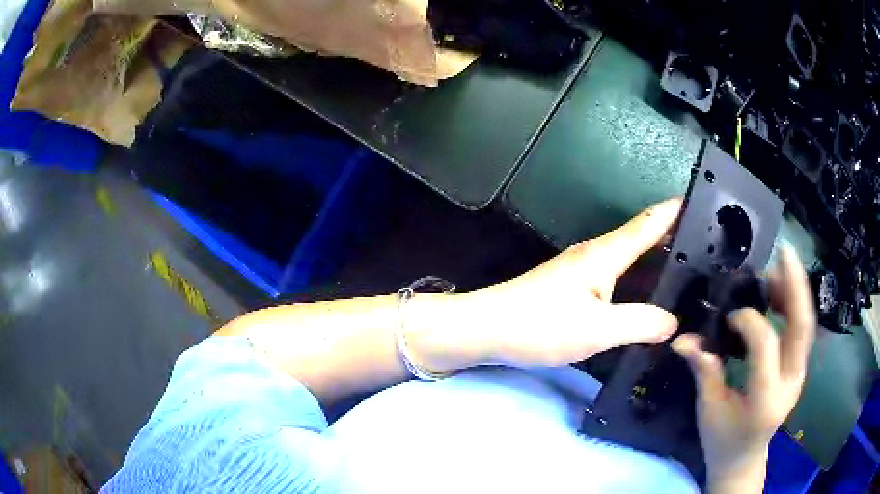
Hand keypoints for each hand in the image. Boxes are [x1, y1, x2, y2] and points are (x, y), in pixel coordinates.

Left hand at [462, 199, 681, 367]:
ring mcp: (583, 270)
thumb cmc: (540, 325)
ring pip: (630, 260)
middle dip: (675, 239)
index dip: (677, 209)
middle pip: (643, 238)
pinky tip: (648, 300)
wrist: (486, 328)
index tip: (703, 201)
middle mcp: (596, 254)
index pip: (650, 222)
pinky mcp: (574, 288)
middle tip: (707, 251)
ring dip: (657, 263)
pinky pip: (617, 278)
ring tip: (687, 275)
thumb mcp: (598, 329)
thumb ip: (640, 323)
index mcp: (605, 254)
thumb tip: (673, 322)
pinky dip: (638, 283)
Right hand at [672, 246, 815, 492]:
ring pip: (806, 325)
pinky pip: (802, 332)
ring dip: (797, 292)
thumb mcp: (709, 410)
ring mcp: (798, 375)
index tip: (730, 315)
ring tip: (781, 267)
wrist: (743, 460)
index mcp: (764, 399)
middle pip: (801, 327)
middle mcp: (789, 383)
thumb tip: (682, 339)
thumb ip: (704, 370)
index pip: (766, 346)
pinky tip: (782, 294)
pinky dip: (795, 307)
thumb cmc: (722, 440)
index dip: (750, 322)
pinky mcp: (799, 369)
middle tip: (784, 253)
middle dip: (795, 286)